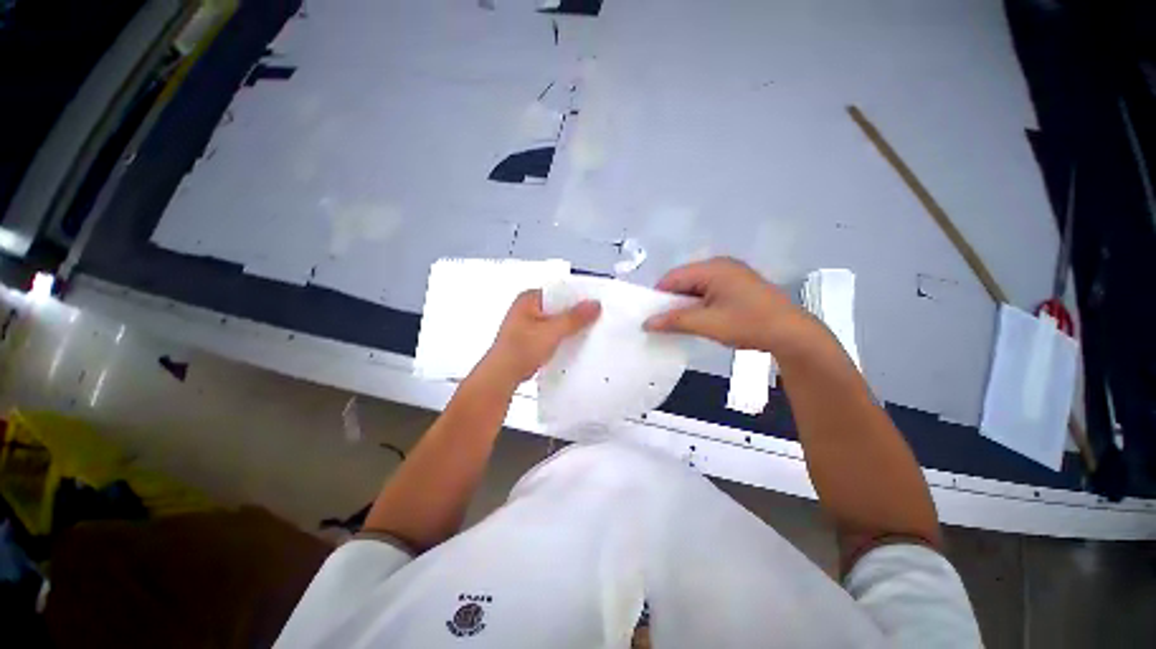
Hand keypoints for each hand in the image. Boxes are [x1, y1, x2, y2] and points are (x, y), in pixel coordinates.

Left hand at [480, 289, 600, 384]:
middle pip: (557, 306)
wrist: (502, 375)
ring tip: (588, 330)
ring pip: (555, 321)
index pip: (559, 291)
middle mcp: (527, 308)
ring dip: (569, 326)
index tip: (595, 303)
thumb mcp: (552, 331)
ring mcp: (527, 324)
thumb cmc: (522, 349)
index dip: (577, 297)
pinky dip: (561, 337)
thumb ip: (575, 318)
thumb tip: (594, 304)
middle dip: (575, 313)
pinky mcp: (529, 339)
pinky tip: (574, 343)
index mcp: (529, 298)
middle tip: (596, 317)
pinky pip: (551, 333)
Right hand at [644, 257, 818, 354]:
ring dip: (685, 305)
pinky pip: (708, 291)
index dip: (658, 296)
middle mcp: (720, 265)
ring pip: (695, 287)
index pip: (673, 277)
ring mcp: (731, 275)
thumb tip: (646, 323)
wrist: (793, 334)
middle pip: (684, 280)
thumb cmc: (748, 324)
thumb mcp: (707, 324)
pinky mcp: (737, 286)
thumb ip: (674, 321)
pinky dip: (698, 305)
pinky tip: (699, 319)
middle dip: (672, 301)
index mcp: (713, 268)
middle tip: (664, 322)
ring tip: (680, 324)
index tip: (650, 316)